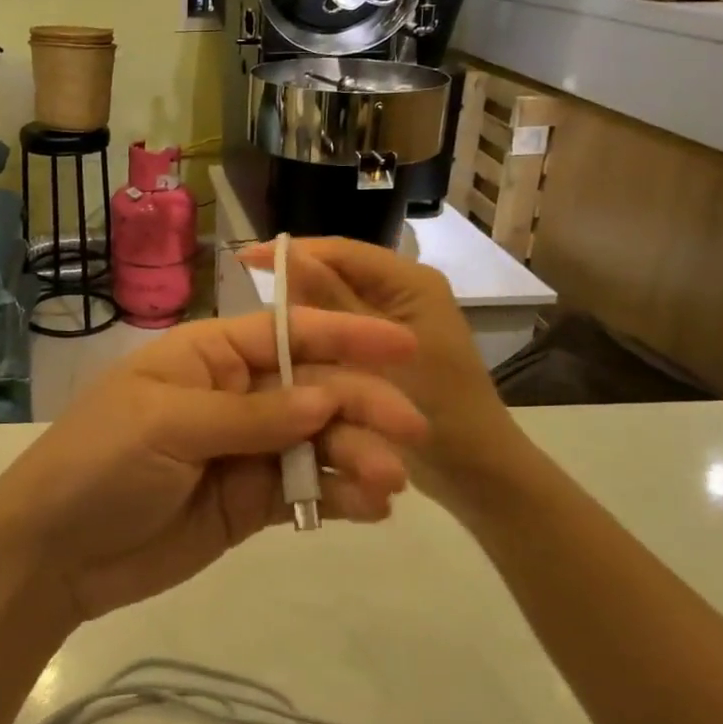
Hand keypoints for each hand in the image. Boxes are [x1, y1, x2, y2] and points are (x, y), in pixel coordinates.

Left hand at [0, 308, 426, 621]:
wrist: (55, 553)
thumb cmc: (102, 462)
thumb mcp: (169, 424)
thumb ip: (251, 414)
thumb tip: (325, 397)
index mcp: (208, 355)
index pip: (285, 334)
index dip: (344, 336)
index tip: (401, 346)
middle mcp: (233, 394)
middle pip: (311, 389)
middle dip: (361, 404)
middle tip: (410, 433)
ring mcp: (244, 450)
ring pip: (317, 441)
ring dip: (358, 454)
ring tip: (390, 483)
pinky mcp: (249, 503)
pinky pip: (305, 491)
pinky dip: (339, 496)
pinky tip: (371, 509)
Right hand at [238, 238, 519, 507]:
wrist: (478, 473)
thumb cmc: (438, 408)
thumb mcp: (375, 355)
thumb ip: (331, 302)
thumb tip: (286, 253)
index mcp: (410, 282)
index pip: (342, 251)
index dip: (293, 252)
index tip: (244, 258)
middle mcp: (403, 291)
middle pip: (338, 274)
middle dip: (296, 282)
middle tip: (248, 296)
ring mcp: (395, 320)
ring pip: (337, 303)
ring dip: (305, 312)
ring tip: (261, 323)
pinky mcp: (386, 346)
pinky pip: (344, 330)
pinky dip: (319, 337)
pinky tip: (289, 350)